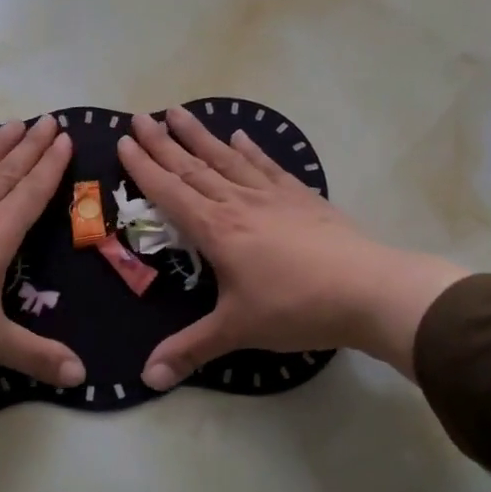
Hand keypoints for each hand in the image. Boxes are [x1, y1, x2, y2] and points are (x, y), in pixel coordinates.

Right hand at [118, 108, 469, 388]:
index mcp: (216, 230)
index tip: (123, 141)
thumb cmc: (296, 308)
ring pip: (227, 158)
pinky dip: (251, 149)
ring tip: (179, 111)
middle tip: (140, 117)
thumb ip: (190, 350)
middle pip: (193, 166)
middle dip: (164, 142)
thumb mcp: (237, 331)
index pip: (170, 192)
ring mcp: (273, 196)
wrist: (367, 290)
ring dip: (200, 135)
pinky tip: (241, 135)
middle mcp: (239, 203)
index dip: (144, 167)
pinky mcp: (302, 197)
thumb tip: (146, 379)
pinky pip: (268, 165)